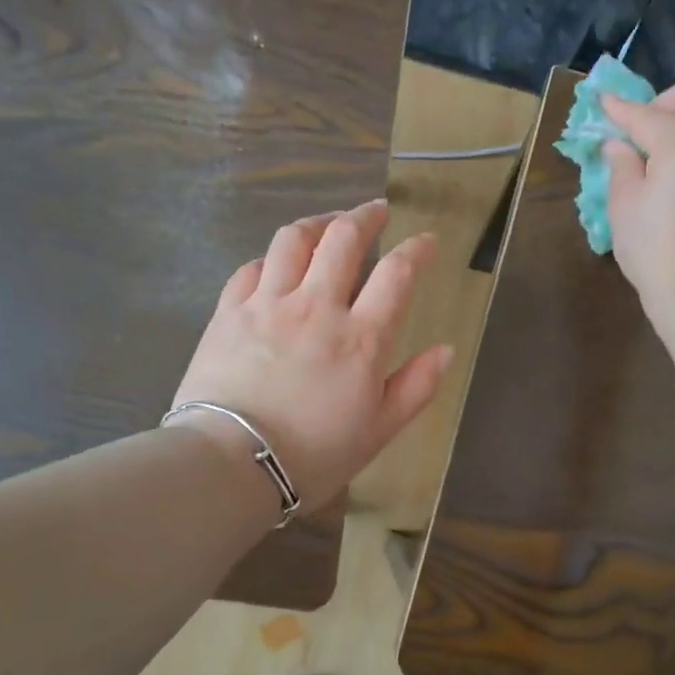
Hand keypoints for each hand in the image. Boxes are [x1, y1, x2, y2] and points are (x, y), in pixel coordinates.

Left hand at [168, 198, 452, 513]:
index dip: (417, 250)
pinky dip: (270, 258)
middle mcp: (317, 306)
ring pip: (293, 240)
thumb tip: (445, 350)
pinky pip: (251, 267)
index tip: (427, 240)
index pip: (397, 273)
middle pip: (343, 238)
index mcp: (361, 337)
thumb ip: (416, 387)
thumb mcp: (378, 431)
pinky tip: (275, 264)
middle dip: (365, 216)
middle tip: (376, 211)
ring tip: (327, 224)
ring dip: (316, 223)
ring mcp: (269, 304)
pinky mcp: (229, 312)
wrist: (231, 463)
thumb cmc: (313, 454)